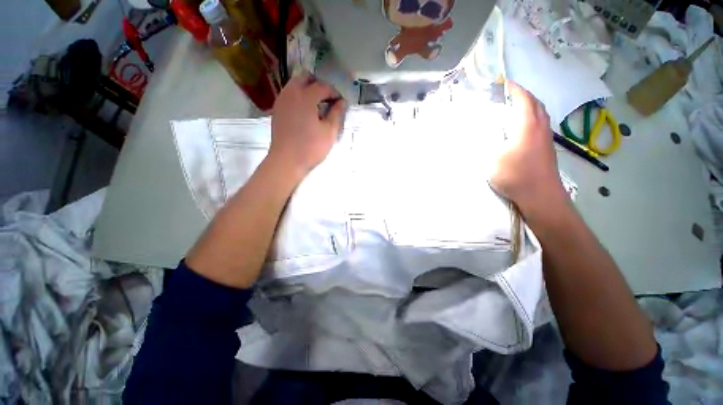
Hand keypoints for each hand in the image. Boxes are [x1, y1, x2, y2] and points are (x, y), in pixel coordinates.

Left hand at [268, 72, 345, 177]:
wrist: (286, 161)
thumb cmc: (310, 147)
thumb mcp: (329, 132)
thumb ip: (337, 114)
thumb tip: (342, 102)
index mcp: (306, 97)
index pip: (323, 86)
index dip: (334, 93)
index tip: (341, 103)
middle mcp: (291, 93)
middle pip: (305, 77)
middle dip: (319, 85)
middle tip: (328, 100)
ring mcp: (281, 101)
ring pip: (295, 84)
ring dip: (308, 90)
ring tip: (317, 106)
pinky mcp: (277, 110)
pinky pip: (289, 95)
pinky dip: (299, 97)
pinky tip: (305, 113)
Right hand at [489, 81, 565, 213]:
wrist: (541, 196)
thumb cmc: (516, 175)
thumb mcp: (492, 160)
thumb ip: (484, 145)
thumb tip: (478, 137)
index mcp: (527, 126)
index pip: (523, 99)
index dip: (514, 89)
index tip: (505, 82)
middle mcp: (540, 127)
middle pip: (535, 104)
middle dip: (523, 95)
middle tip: (509, 94)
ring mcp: (546, 138)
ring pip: (540, 114)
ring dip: (529, 106)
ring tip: (515, 108)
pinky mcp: (547, 149)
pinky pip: (540, 125)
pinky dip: (532, 118)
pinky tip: (522, 128)